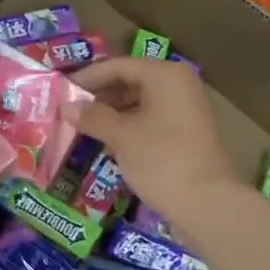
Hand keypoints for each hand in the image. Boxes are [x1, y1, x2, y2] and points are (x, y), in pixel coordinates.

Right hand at [67, 58, 241, 221]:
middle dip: (99, 96)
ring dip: (112, 114)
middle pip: (130, 81)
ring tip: (84, 128)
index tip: (61, 91)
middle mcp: (178, 85)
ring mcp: (186, 110)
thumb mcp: (121, 136)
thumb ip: (92, 117)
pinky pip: (151, 120)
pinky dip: (129, 127)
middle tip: (70, 111)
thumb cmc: (161, 159)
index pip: (117, 66)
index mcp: (164, 75)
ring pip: (140, 102)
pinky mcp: (187, 134)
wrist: (208, 203)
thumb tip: (66, 107)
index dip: (87, 78)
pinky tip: (108, 143)